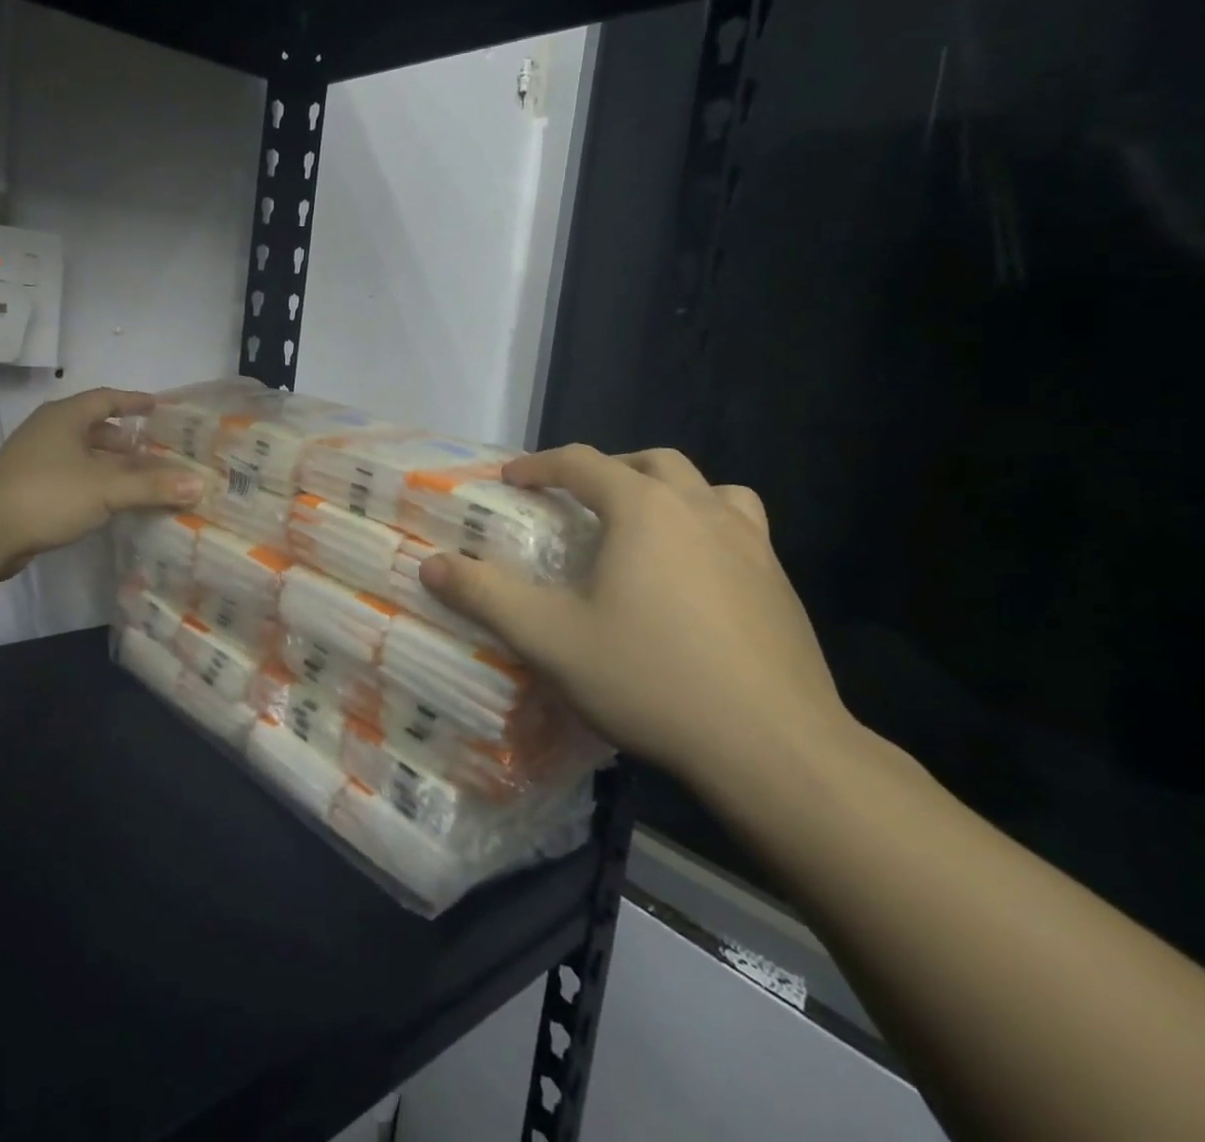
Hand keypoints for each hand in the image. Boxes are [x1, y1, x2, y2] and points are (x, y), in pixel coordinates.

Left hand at [0, 387, 203, 579]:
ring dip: (109, 463)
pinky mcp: (27, 486)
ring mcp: (33, 459)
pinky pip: (70, 474)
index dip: (133, 401)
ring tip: (138, 479)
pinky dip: (93, 481)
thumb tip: (199, 484)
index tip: (157, 407)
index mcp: (65, 417)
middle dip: (125, 439)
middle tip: (155, 452)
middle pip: (94, 426)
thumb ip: (153, 487)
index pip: (106, 398)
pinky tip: (108, 501)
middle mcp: (48, 430)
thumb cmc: (48, 495)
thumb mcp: (107, 489)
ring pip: (81, 453)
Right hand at [420, 445, 854, 795]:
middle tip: (576, 502)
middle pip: (650, 462)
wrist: (776, 749)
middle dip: (605, 470)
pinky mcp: (781, 583)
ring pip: (707, 488)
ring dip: (666, 491)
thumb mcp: (549, 639)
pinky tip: (691, 577)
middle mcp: (700, 509)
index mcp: (644, 509)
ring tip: (640, 527)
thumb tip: (430, 565)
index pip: (581, 462)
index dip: (538, 465)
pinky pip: (739, 527)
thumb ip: (485, 596)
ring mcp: (751, 544)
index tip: (509, 480)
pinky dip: (706, 527)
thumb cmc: (652, 679)